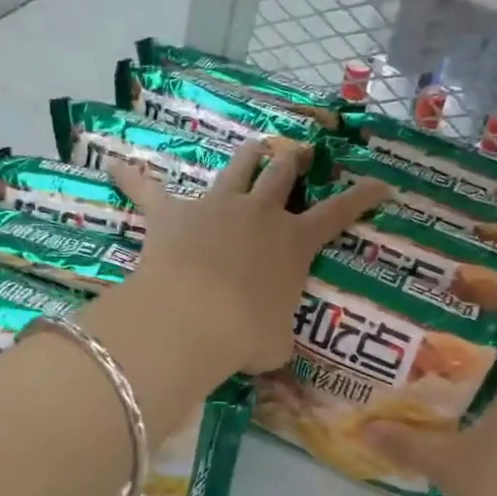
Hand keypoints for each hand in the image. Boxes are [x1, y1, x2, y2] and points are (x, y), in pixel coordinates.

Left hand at [107, 143, 388, 374]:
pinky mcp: (172, 213)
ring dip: (249, 155)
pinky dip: (131, 176)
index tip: (382, 184)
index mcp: (294, 242)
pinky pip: (147, 189)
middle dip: (296, 160)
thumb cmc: (246, 334)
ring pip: (238, 166)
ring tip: (256, 146)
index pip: (339, 213)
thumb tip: (274, 349)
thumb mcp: (276, 344)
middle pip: (283, 173)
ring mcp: (216, 206)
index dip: (363, 197)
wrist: (194, 317)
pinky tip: (114, 163)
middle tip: (302, 154)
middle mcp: (260, 213)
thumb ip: (278, 336)